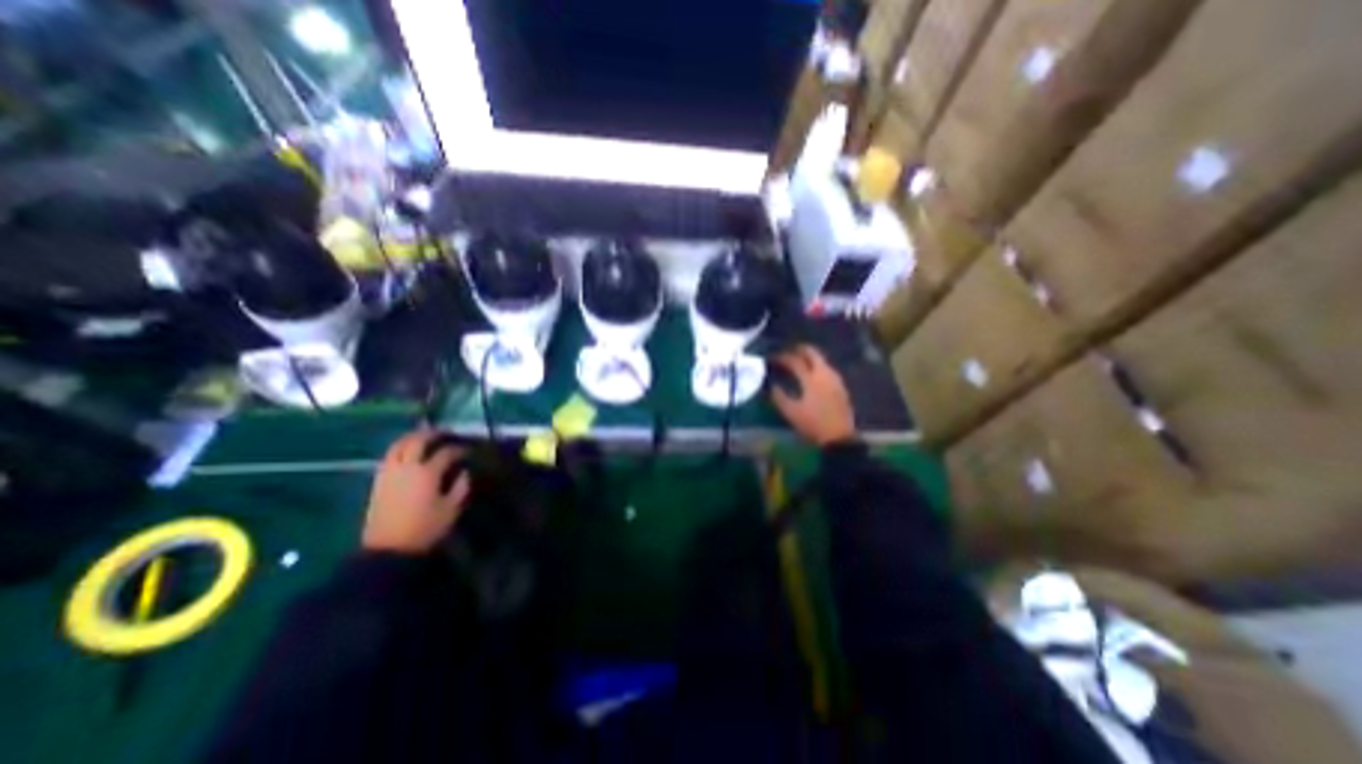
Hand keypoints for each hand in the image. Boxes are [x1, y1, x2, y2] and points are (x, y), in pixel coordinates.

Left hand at [360, 431, 475, 554]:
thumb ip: (461, 487)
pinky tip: (407, 451)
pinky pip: (389, 456)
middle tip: (445, 433)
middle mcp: (407, 467)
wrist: (388, 549)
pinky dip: (400, 448)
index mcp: (427, 473)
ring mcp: (390, 472)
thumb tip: (464, 472)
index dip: (459, 449)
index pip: (446, 452)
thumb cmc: (425, 529)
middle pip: (418, 441)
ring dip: (412, 437)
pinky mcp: (379, 480)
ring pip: (399, 445)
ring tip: (423, 436)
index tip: (468, 451)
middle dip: (433, 434)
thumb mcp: (451, 509)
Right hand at [771, 346, 853, 446]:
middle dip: (801, 349)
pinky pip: (828, 370)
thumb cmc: (813, 424)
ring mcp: (836, 380)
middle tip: (791, 350)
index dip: (783, 357)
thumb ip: (779, 397)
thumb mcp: (791, 412)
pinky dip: (818, 367)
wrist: (839, 437)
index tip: (774, 358)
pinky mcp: (841, 387)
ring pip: (823, 361)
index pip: (795, 361)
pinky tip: (815, 375)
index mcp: (811, 379)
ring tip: (802, 361)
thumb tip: (771, 386)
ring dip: (811, 358)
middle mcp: (825, 374)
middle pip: (814, 354)